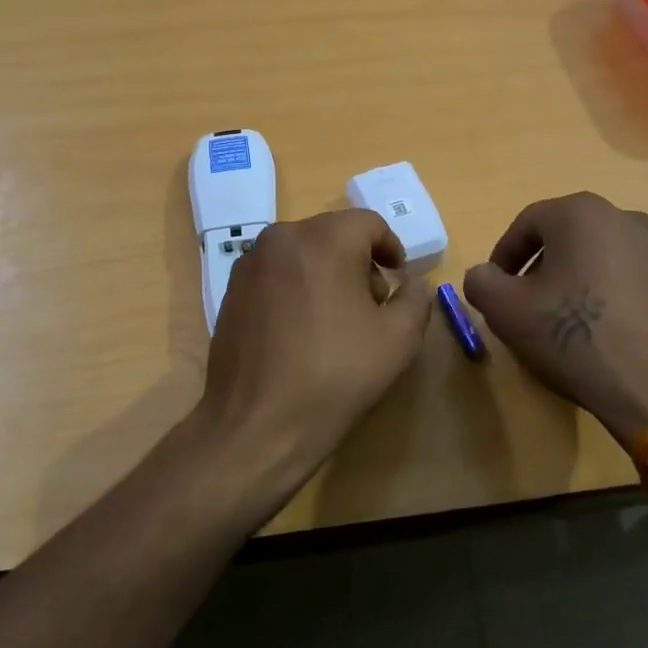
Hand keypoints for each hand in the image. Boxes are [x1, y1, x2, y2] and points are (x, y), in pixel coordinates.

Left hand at [200, 209, 434, 497]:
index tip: (399, 279)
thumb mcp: (398, 340)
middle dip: (359, 261)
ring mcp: (250, 263)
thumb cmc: (336, 375)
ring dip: (326, 272)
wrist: (258, 423)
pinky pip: (276, 273)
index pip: (369, 223)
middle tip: (372, 305)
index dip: (391, 248)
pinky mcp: (231, 289)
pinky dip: (296, 286)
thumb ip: (415, 299)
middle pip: (334, 234)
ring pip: (302, 251)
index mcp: (325, 239)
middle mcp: (282, 237)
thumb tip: (413, 283)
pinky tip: (300, 330)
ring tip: (336, 320)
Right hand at [462, 193, 647, 448]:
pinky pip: (631, 277)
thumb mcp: (506, 310)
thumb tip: (485, 275)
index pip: (527, 224)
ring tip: (566, 320)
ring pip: (600, 255)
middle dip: (541, 266)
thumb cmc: (574, 337)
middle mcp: (624, 218)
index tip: (497, 288)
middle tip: (527, 304)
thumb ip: (481, 281)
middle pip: (567, 236)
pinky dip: (610, 294)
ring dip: (576, 279)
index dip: (505, 255)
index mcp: (581, 213)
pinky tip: (604, 331)